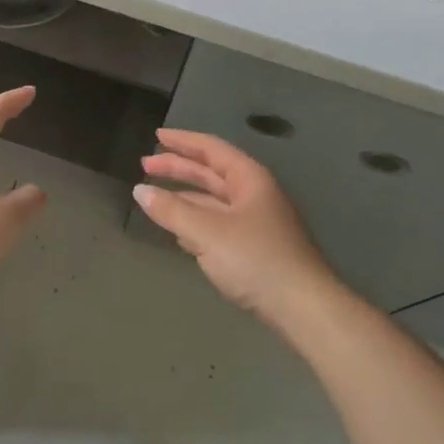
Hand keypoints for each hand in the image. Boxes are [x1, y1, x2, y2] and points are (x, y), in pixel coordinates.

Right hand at [134, 128, 334, 323]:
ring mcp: (256, 222)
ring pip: (213, 200)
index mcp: (249, 179)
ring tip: (155, 196)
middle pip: (210, 173)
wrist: (303, 308)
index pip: (211, 149)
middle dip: (178, 168)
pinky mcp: (255, 249)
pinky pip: (218, 225)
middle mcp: (254, 194)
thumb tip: (140, 191)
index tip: (157, 135)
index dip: (183, 141)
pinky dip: (196, 221)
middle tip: (145, 164)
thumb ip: (172, 210)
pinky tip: (179, 232)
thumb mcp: (207, 233)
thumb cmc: (256, 259)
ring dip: (185, 196)